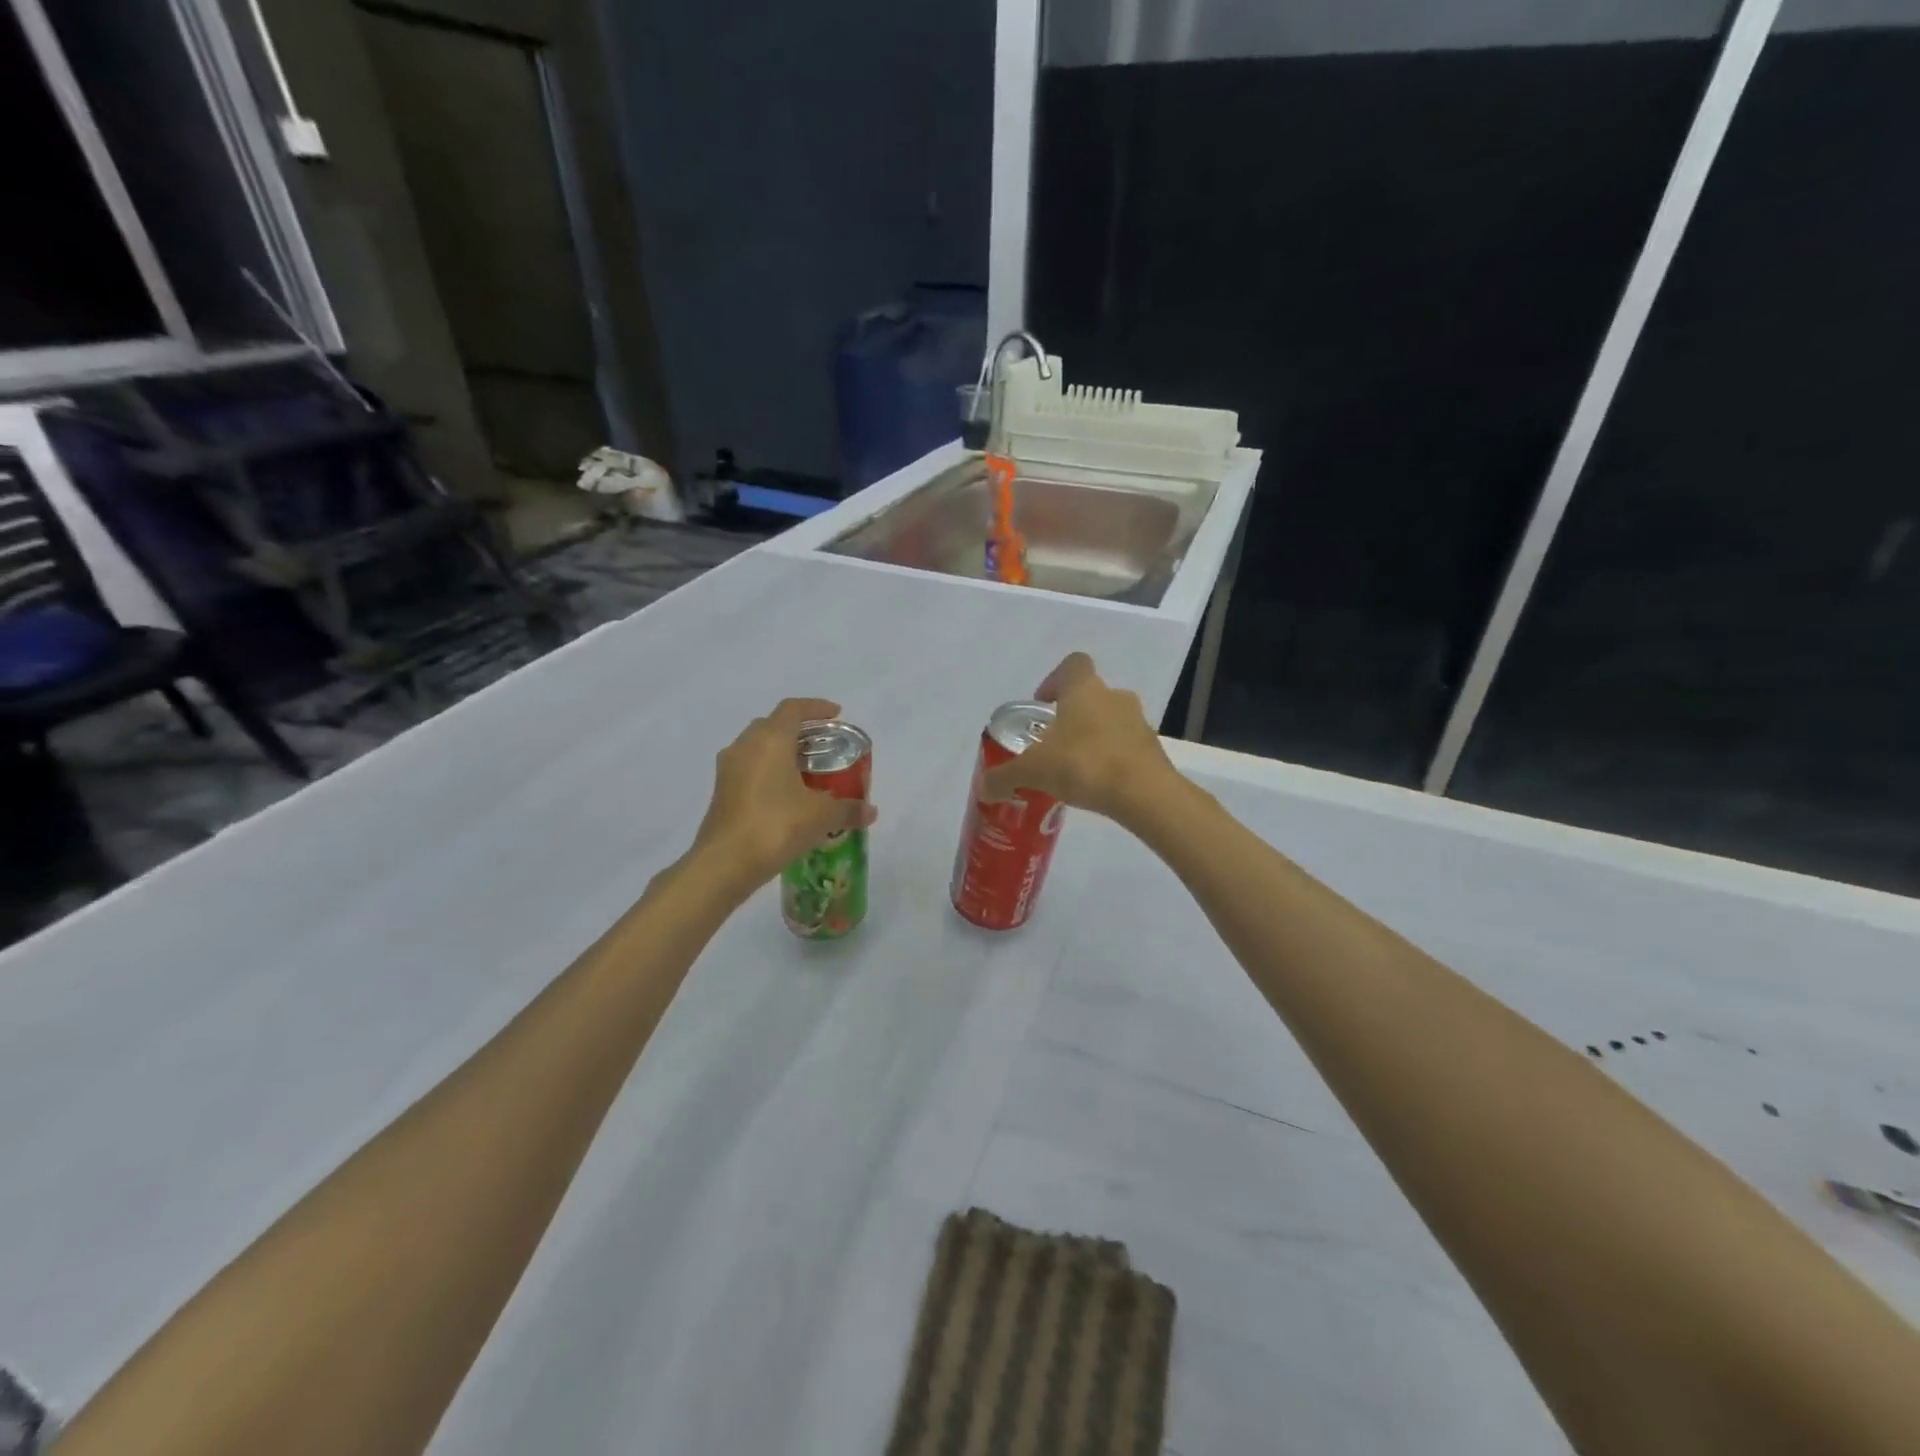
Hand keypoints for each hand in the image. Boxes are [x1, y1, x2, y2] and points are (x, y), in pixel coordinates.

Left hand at [691, 697, 877, 896]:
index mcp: (770, 740)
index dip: (817, 707)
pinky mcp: (721, 792)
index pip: (793, 709)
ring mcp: (728, 769)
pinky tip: (785, 795)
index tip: (837, 715)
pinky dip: (768, 772)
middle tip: (822, 745)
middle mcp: (745, 746)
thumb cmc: (776, 826)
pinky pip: (748, 769)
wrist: (724, 863)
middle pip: (773, 724)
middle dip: (798, 730)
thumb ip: (848, 809)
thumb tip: (871, 812)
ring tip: (806, 770)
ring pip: (757, 747)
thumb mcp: (821, 817)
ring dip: (780, 752)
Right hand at [977, 653, 1177, 824]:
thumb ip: (1005, 777)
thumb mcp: (1034, 771)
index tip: (1041, 703)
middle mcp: (1114, 697)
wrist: (1144, 794)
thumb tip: (982, 789)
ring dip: (1092, 737)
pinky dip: (1111, 759)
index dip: (1054, 679)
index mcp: (1084, 689)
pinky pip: (1125, 747)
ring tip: (1073, 768)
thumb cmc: (1084, 764)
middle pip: (1090, 696)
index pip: (1072, 665)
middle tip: (1052, 743)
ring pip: (1109, 721)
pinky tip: (1096, 785)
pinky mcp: (1152, 750)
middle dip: (1071, 716)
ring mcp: (1138, 722)